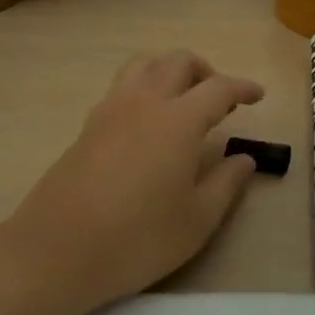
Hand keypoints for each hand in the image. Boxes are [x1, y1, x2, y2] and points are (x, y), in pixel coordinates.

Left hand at [5, 51, 263, 307]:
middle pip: (178, 62)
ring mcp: (111, 110)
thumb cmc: (137, 238)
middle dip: (206, 71)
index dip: (242, 87)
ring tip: (183, 99)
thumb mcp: (197, 220)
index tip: (258, 95)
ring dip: (170, 70)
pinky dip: (144, 87)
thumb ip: (226, 183)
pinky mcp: (88, 126)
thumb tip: (244, 159)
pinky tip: (148, 122)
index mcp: (179, 120)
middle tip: (220, 100)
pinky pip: (122, 86)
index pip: (219, 88)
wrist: (56, 252)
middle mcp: (145, 102)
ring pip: (145, 65)